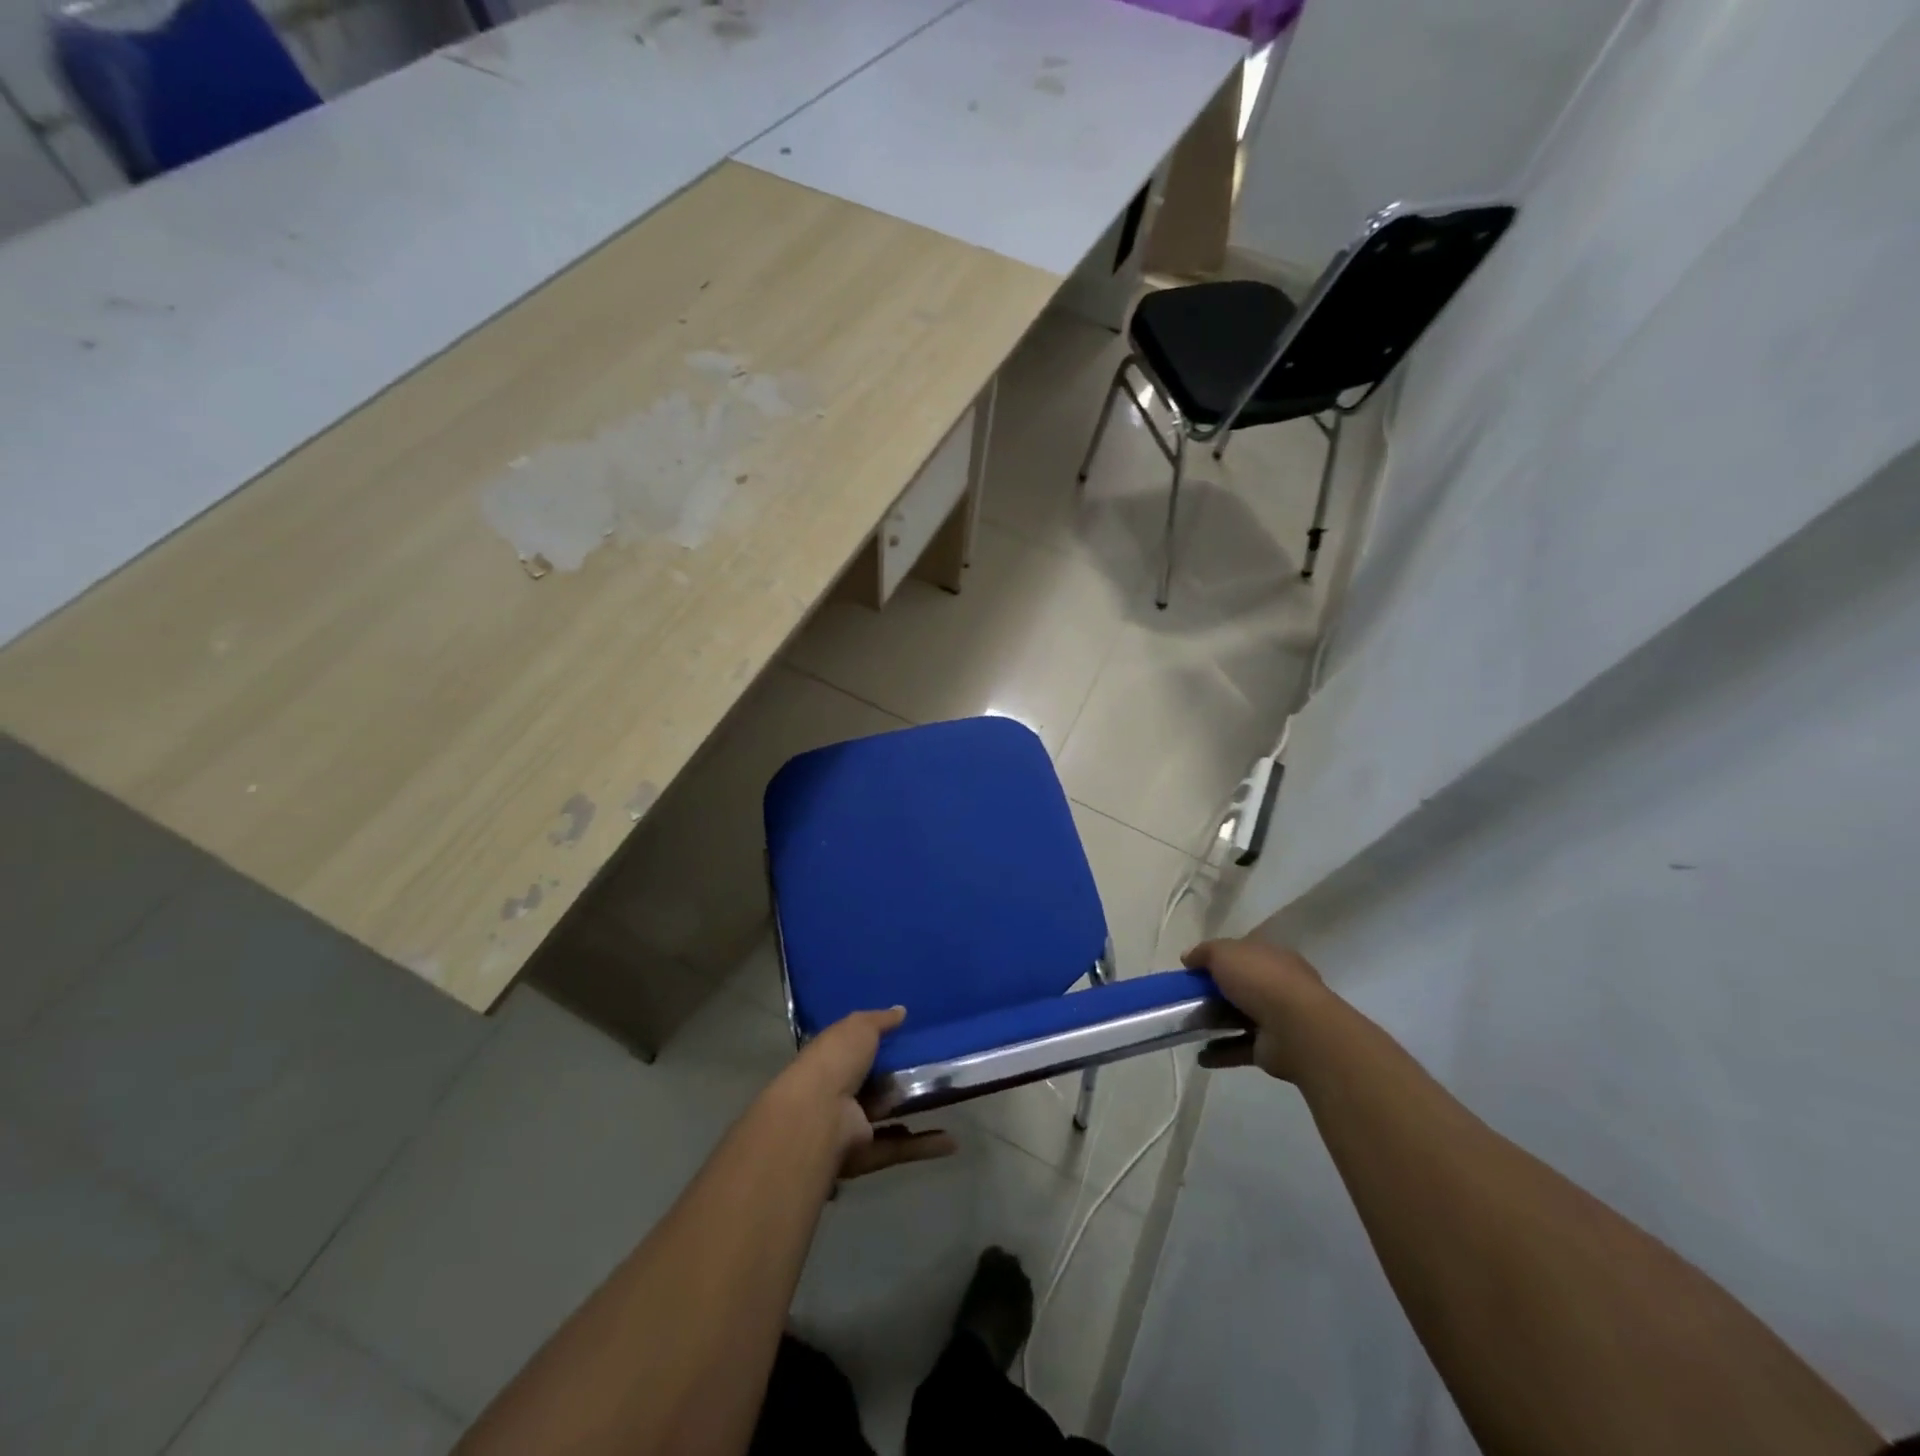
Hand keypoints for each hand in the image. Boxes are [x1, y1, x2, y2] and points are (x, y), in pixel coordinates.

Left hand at [779, 1006, 956, 1179]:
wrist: (818, 1116)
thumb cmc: (835, 1061)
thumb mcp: (858, 1027)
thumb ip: (880, 1020)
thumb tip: (901, 1010)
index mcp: (833, 1059)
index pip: (857, 1049)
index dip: (880, 1043)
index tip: (910, 1035)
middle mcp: (840, 1092)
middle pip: (875, 1083)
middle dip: (900, 1077)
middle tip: (937, 1066)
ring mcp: (851, 1125)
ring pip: (889, 1116)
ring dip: (915, 1111)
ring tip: (948, 1099)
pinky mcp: (865, 1154)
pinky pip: (899, 1148)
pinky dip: (924, 1146)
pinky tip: (952, 1141)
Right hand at [1182, 938, 1330, 1082]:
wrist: (1297, 1029)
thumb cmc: (1261, 979)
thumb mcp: (1224, 952)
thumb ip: (1204, 952)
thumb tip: (1187, 957)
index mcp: (1272, 957)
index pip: (1245, 952)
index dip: (1221, 957)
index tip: (1195, 968)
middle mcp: (1278, 985)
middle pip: (1241, 986)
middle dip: (1215, 992)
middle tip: (1188, 997)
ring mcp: (1277, 1018)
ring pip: (1240, 1017)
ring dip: (1216, 1023)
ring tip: (1188, 1027)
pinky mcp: (1272, 1048)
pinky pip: (1241, 1047)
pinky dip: (1221, 1052)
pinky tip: (1201, 1056)